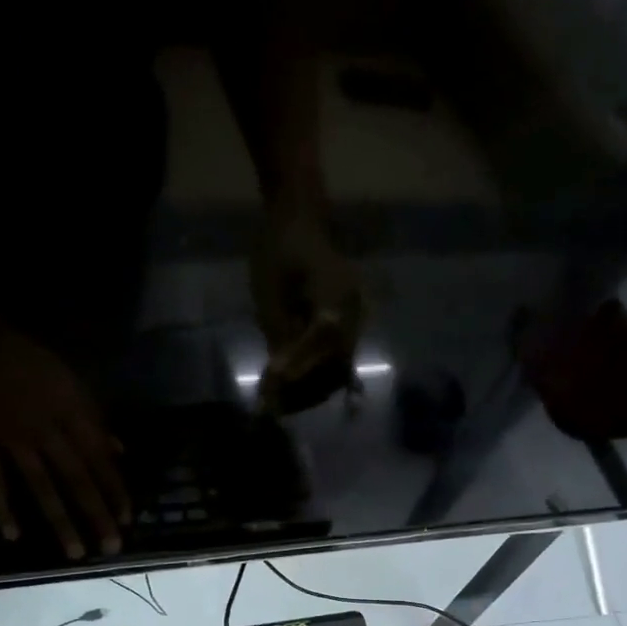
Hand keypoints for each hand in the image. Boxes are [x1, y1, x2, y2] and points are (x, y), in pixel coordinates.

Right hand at [0, 331, 130, 558]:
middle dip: (96, 514)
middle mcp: (47, 431)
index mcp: (72, 414)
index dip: (115, 490)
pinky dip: (3, 507)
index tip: (127, 519)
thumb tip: (119, 453)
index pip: (99, 460)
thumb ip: (95, 420)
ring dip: (60, 521)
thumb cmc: (33, 361)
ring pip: (42, 486)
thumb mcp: (73, 383)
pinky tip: (13, 536)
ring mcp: (14, 439)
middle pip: (76, 479)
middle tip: (111, 548)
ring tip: (74, 552)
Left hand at [249, 208, 367, 414]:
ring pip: (340, 367)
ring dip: (312, 389)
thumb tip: (280, 378)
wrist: (300, 219)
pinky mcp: (350, 325)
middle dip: (306, 388)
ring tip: (281, 403)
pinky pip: (338, 359)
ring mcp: (356, 318)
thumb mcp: (270, 292)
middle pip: (338, 363)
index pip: (323, 341)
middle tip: (273, 406)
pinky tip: (293, 387)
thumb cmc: (279, 250)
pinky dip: (316, 377)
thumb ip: (279, 335)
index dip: (300, 367)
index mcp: (336, 293)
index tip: (273, 387)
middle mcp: (355, 309)